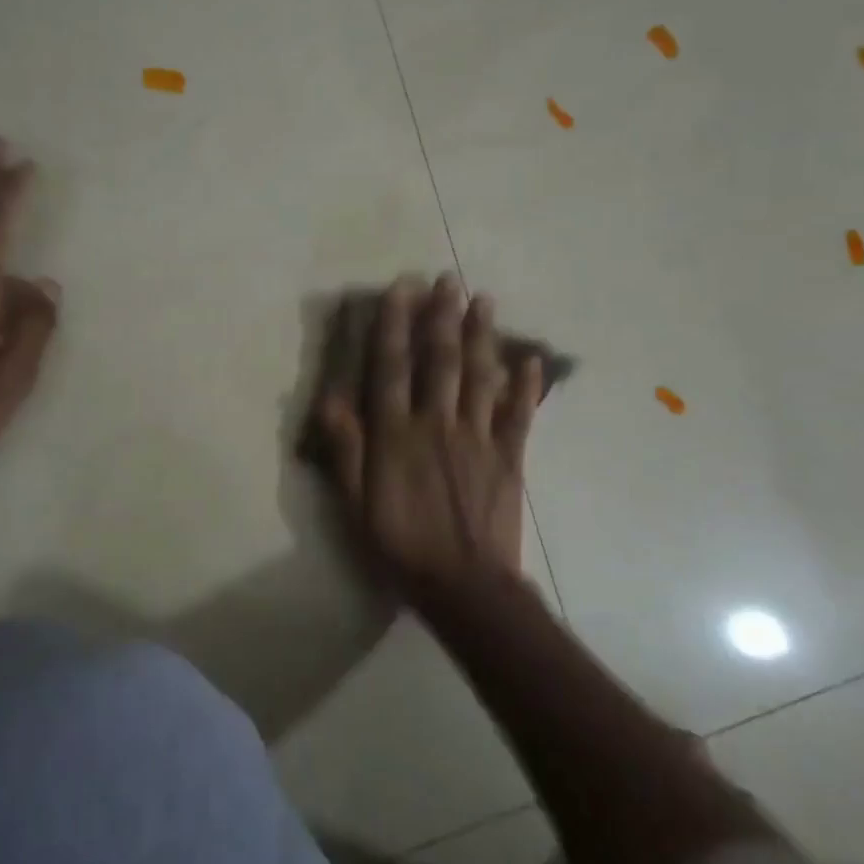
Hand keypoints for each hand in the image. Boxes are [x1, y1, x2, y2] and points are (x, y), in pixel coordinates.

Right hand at [314, 272, 542, 602]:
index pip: (392, 368)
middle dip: (442, 316)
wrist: (464, 586)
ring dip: (482, 335)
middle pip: (440, 361)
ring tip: (483, 299)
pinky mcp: (510, 457)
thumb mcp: (356, 504)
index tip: (399, 289)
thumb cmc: (400, 546)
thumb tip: (331, 400)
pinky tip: (531, 358)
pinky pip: (519, 414)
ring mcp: (478, 438)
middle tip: (447, 278)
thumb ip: (346, 451)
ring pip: (480, 376)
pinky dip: (526, 385)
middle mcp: (437, 424)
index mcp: (396, 435)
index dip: (394, 325)